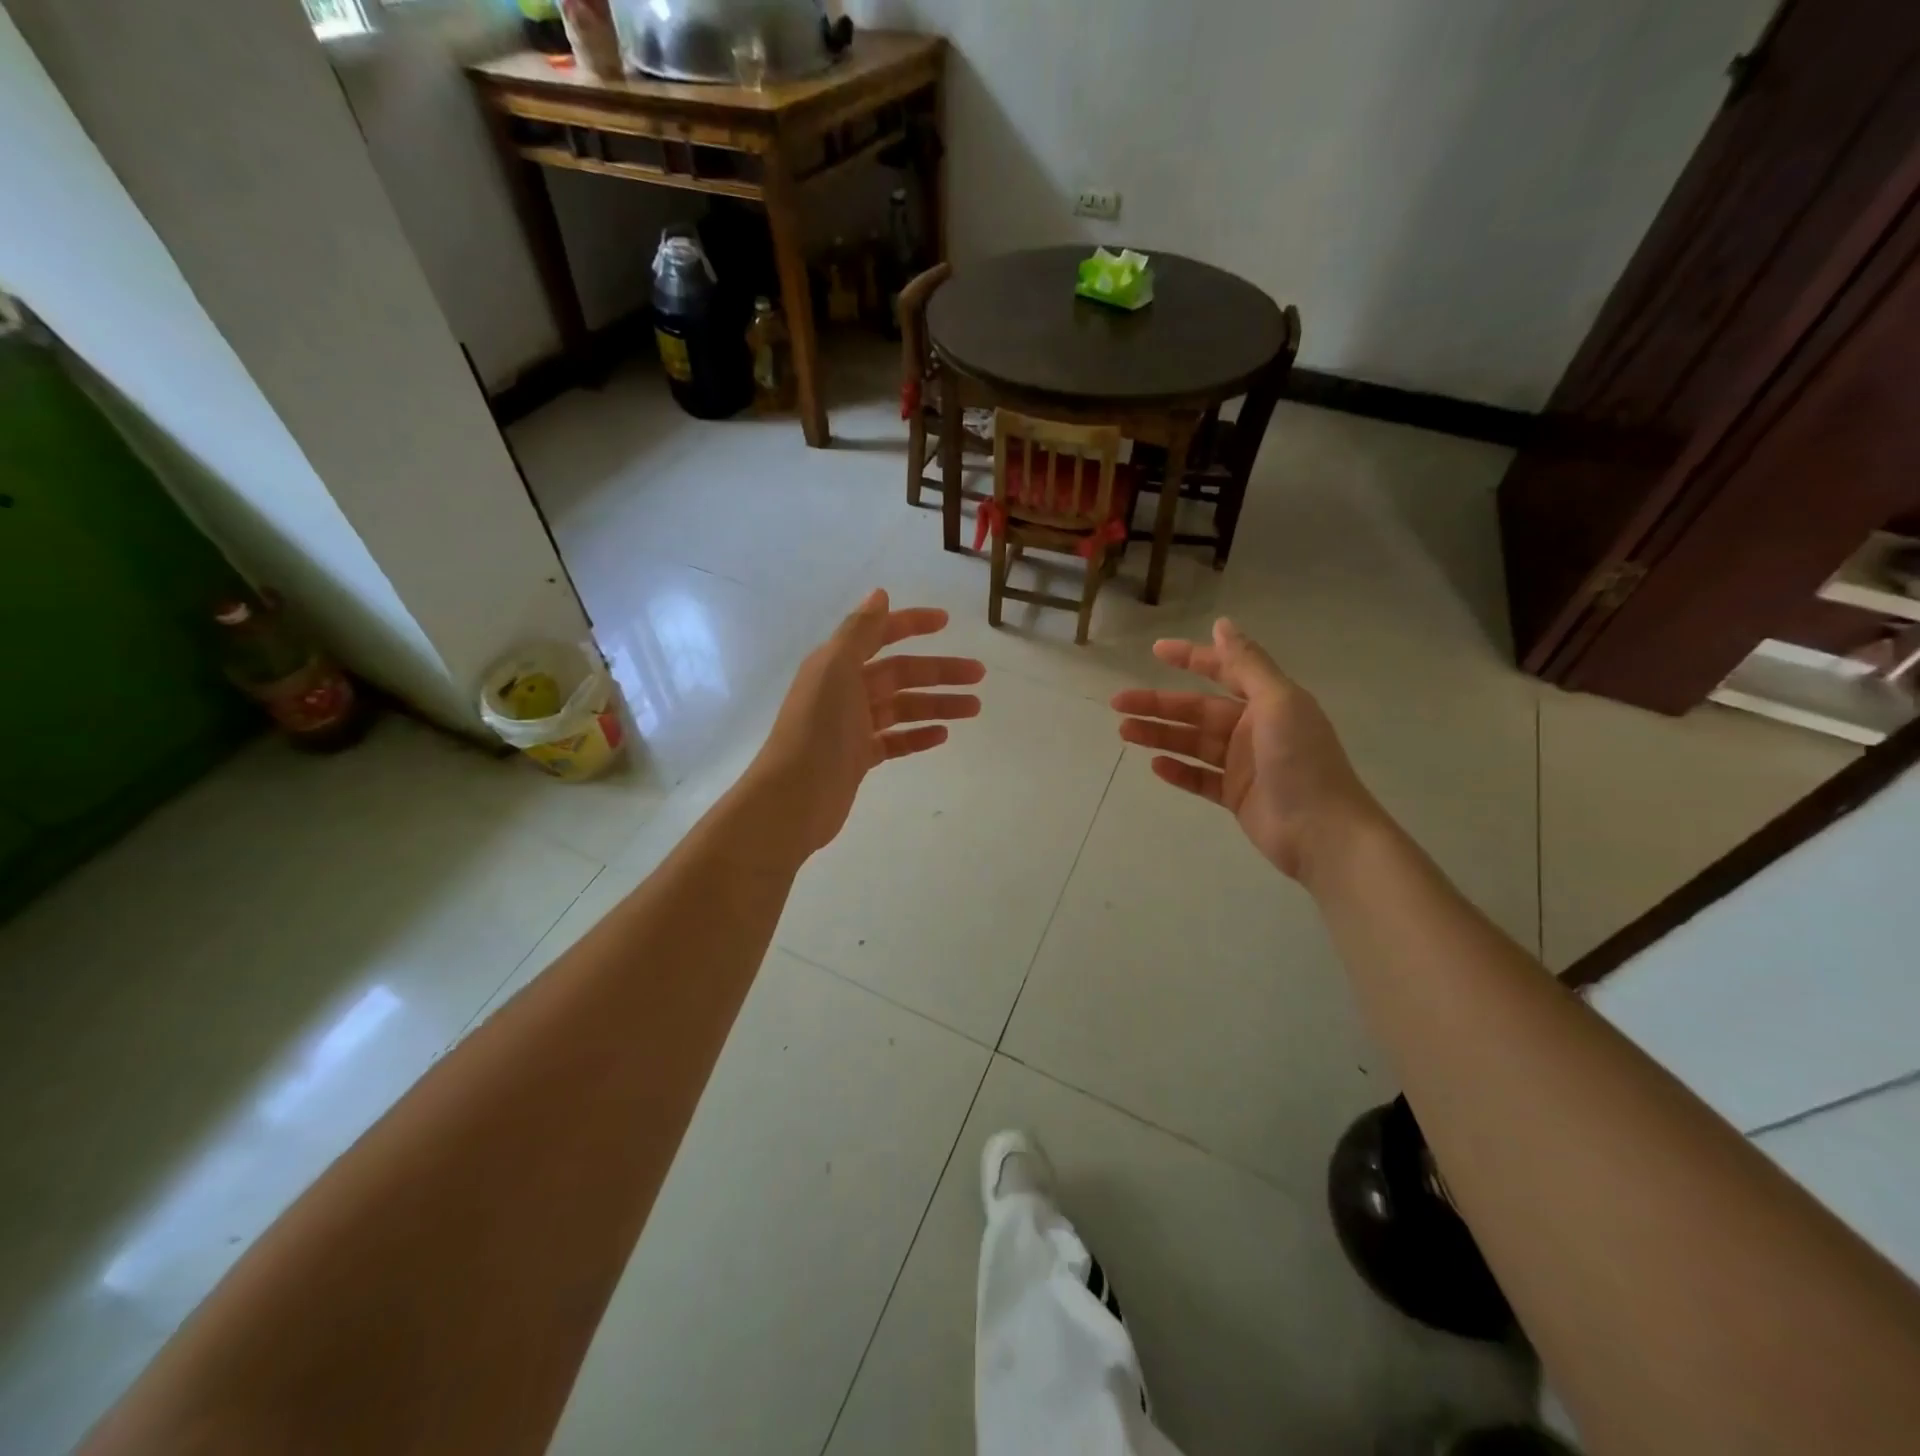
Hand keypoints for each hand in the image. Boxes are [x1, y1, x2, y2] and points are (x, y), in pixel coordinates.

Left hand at [751, 589, 984, 856]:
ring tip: (973, 708)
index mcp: (837, 665)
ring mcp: (851, 727)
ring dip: (937, 704)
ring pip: (902, 708)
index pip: (879, 635)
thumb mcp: (836, 669)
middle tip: (979, 675)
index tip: (947, 622)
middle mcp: (844, 691)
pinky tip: (943, 735)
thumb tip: (879, 594)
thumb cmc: (817, 728)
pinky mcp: (858, 758)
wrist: (794, 796)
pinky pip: (894, 740)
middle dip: (939, 672)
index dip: (911, 624)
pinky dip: (918, 735)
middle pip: (900, 674)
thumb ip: (859, 631)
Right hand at [1111, 618, 1378, 882]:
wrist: (1322, 832)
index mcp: (1267, 702)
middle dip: (1158, 705)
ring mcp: (1243, 765)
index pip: (1223, 672)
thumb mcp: (1278, 702)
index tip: (1155, 651)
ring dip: (1159, 735)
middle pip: (1196, 711)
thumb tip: (1222, 624)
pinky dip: (1178, 771)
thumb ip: (1247, 664)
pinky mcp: (1235, 796)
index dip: (1191, 658)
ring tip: (1124, 732)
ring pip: (1192, 743)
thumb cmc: (1301, 760)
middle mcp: (1252, 729)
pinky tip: (1155, 765)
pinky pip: (1199, 779)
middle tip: (1119, 704)